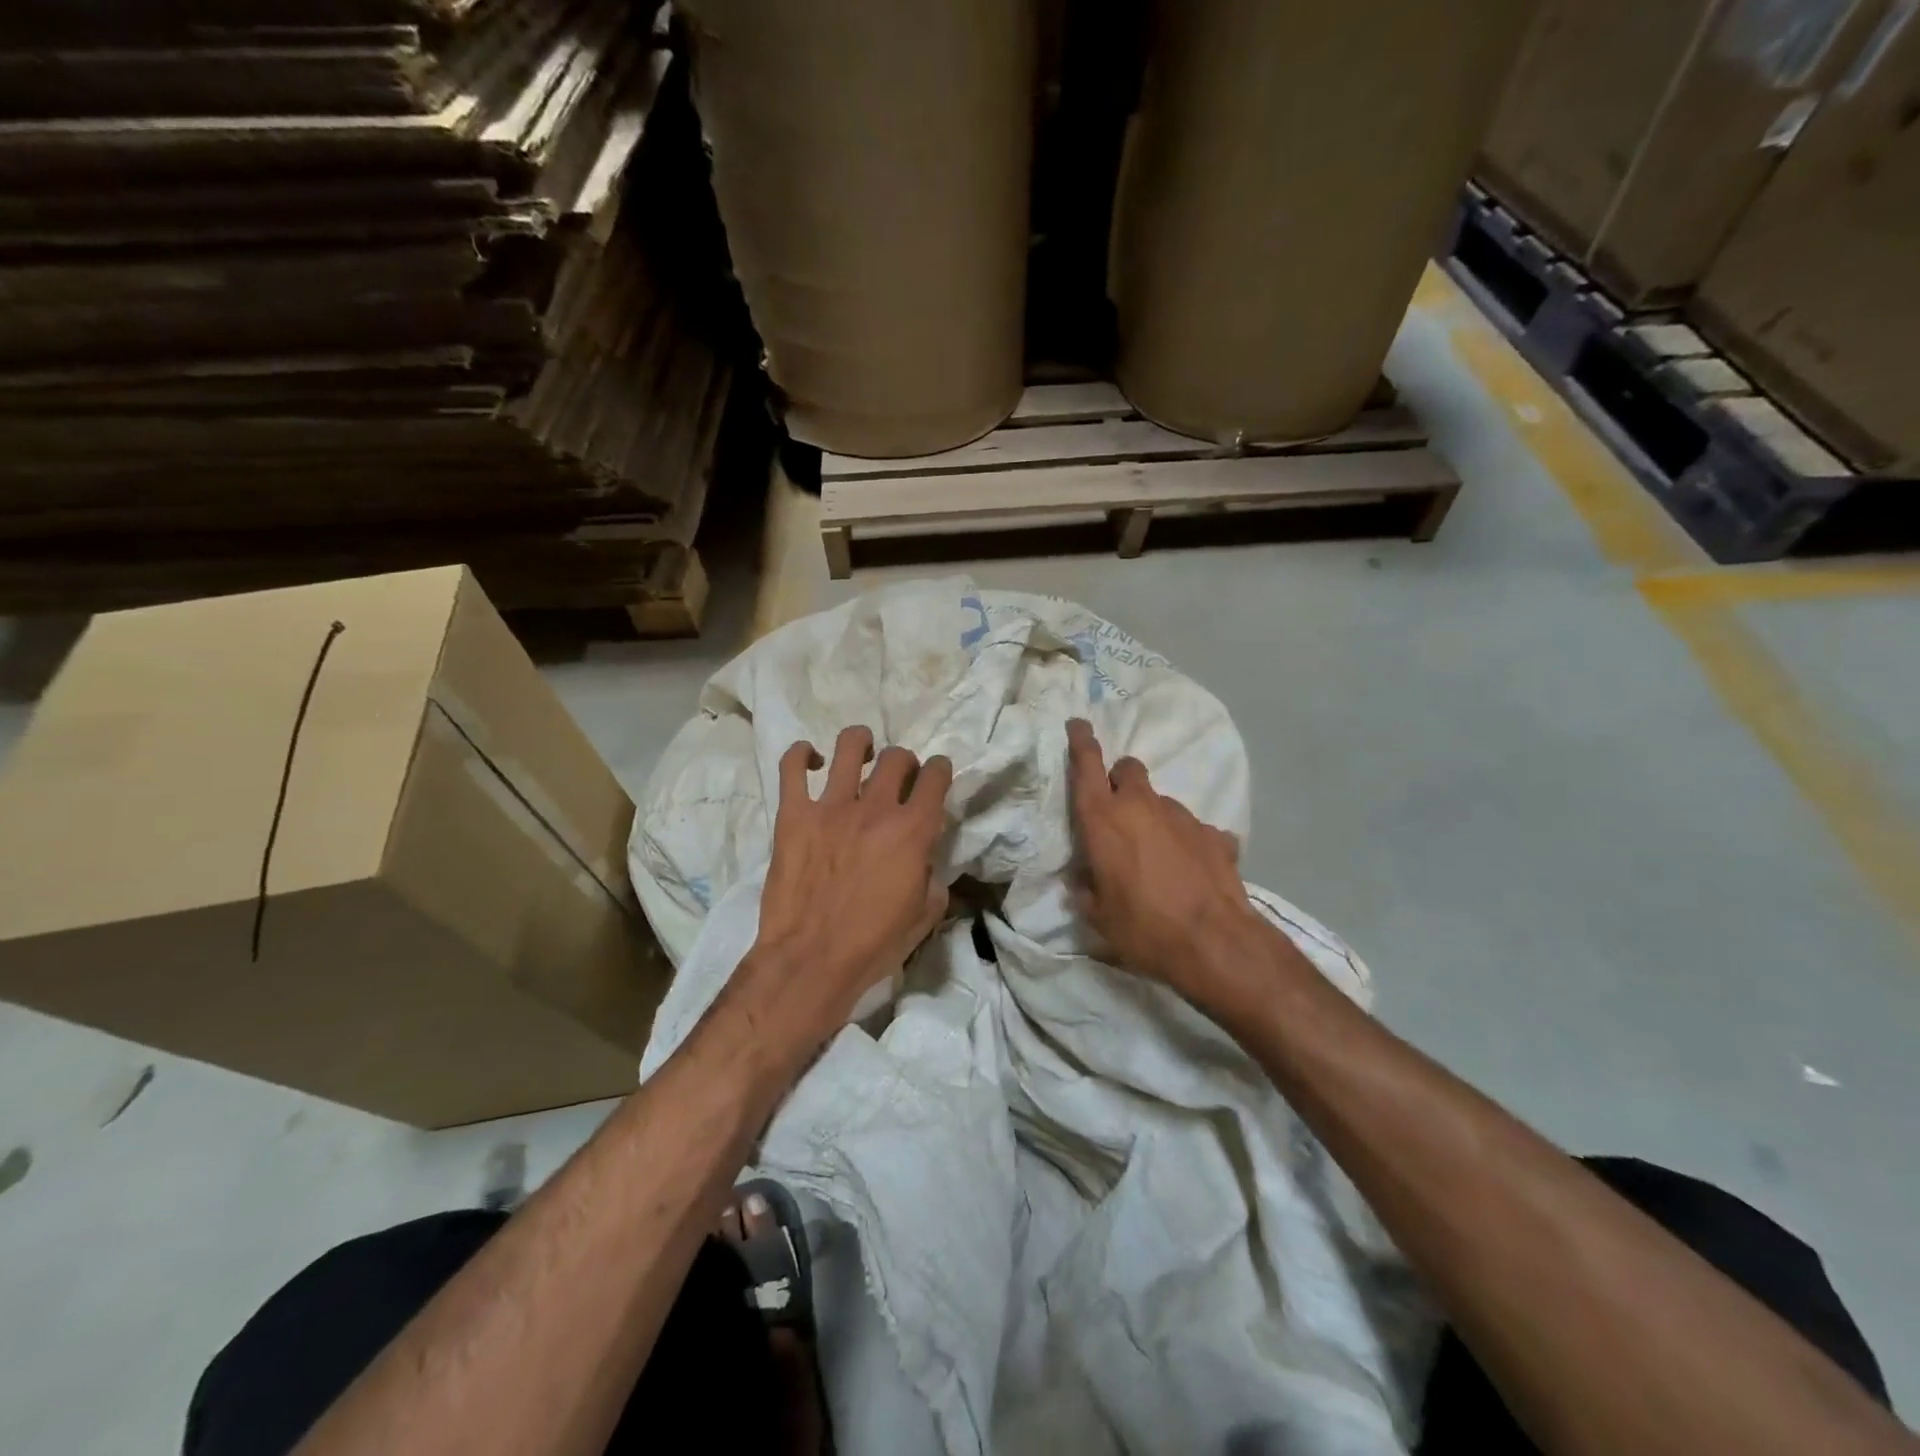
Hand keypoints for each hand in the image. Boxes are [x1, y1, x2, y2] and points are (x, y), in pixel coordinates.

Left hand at [726, 726, 951, 1078]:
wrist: (810, 960)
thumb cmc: (873, 944)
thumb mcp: (924, 915)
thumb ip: (933, 878)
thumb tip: (926, 861)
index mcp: (913, 830)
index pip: (935, 777)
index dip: (939, 770)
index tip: (935, 775)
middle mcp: (876, 808)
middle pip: (897, 758)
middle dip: (903, 762)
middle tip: (897, 778)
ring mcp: (831, 807)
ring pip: (850, 746)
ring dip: (861, 744)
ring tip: (860, 755)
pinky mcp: (793, 814)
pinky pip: (792, 767)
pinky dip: (801, 755)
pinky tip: (810, 761)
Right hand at [1067, 718, 1266, 1003]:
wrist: (1215, 944)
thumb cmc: (1143, 928)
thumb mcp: (1099, 915)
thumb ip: (1087, 889)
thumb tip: (1084, 880)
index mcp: (1104, 819)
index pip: (1087, 765)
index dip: (1080, 741)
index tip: (1077, 724)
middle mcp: (1142, 806)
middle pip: (1129, 769)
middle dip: (1120, 780)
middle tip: (1118, 812)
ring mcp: (1183, 817)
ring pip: (1161, 800)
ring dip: (1153, 818)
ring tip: (1157, 859)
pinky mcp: (1215, 834)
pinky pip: (1194, 830)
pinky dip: (1188, 843)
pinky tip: (1191, 872)